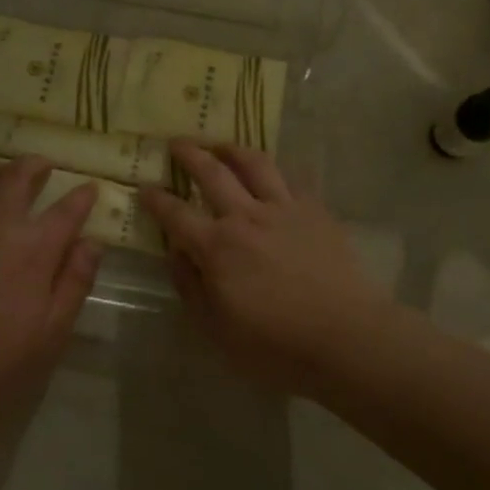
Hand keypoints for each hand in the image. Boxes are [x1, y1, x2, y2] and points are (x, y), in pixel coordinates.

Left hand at [0, 157, 99, 424]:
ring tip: (5, 175)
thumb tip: (92, 242)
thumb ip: (75, 280)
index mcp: (32, 249)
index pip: (66, 210)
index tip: (90, 189)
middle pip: (16, 176)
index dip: (82, 196)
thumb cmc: (1, 363)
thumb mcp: (54, 331)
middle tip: (44, 166)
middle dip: (34, 165)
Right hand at [140, 142, 388, 396]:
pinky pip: (292, 177)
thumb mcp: (217, 330)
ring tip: (221, 145)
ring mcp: (283, 208)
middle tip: (176, 143)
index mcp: (217, 247)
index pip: (176, 214)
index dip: (156, 199)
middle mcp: (245, 216)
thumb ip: (190, 287)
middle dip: (189, 154)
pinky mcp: (314, 210)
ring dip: (231, 149)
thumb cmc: (276, 346)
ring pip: (253, 163)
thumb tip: (175, 252)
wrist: (346, 337)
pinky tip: (272, 170)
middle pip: (211, 172)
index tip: (144, 187)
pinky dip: (276, 169)